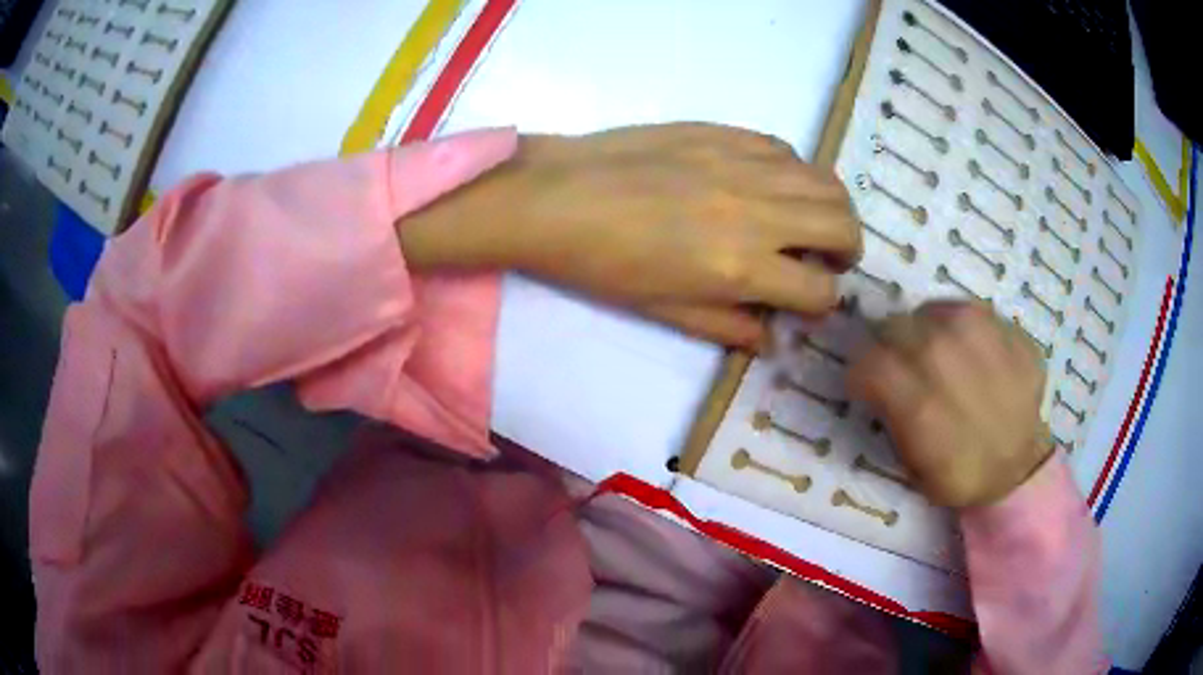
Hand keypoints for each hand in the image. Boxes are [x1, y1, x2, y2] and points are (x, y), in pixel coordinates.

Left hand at [399, 124, 861, 347]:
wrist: (557, 197)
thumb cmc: (603, 265)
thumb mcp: (666, 311)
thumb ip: (730, 326)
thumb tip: (772, 340)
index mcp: (741, 268)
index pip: (820, 291)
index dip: (824, 303)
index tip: (810, 301)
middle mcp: (758, 213)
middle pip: (843, 227)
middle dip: (848, 250)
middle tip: (829, 258)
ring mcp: (744, 165)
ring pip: (826, 182)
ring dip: (833, 208)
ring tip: (811, 221)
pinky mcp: (726, 132)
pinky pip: (786, 149)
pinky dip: (795, 172)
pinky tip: (772, 184)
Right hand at [847, 301, 1052, 507]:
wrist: (1020, 469)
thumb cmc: (961, 476)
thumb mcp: (912, 467)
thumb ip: (891, 418)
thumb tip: (875, 381)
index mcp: (921, 405)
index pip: (868, 361)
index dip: (861, 372)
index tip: (868, 385)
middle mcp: (949, 359)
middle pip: (895, 326)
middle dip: (889, 346)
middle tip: (901, 366)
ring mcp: (985, 338)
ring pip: (930, 311)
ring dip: (922, 331)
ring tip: (934, 355)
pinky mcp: (1010, 330)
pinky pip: (968, 310)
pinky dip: (958, 327)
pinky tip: (967, 351)